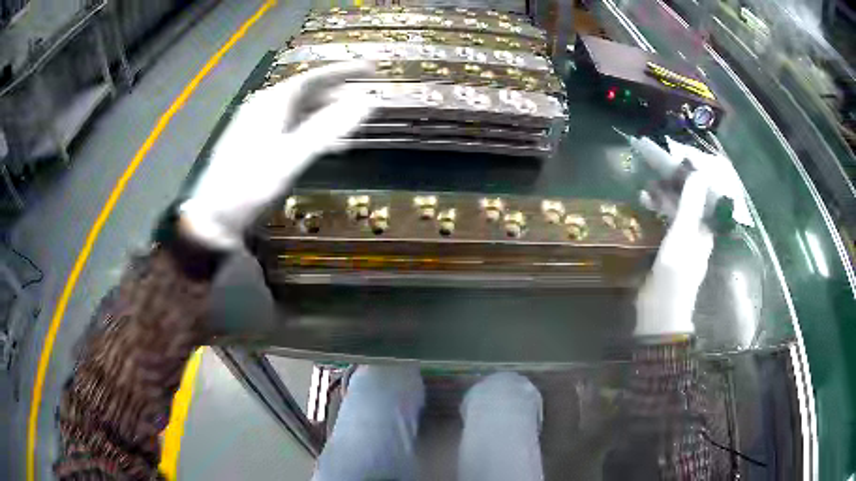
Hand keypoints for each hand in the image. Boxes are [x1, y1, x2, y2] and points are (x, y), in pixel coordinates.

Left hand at [179, 62, 374, 248]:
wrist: (215, 217)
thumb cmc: (251, 184)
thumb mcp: (291, 156)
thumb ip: (328, 128)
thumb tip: (366, 102)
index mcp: (271, 102)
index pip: (313, 78)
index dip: (342, 72)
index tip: (369, 69)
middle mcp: (265, 108)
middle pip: (307, 93)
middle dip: (338, 94)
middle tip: (365, 98)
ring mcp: (259, 126)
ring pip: (300, 112)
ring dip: (327, 115)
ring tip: (351, 124)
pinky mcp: (258, 145)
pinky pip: (292, 128)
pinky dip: (312, 132)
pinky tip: (324, 145)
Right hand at [635, 172, 713, 336]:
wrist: (660, 312)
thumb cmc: (675, 273)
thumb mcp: (683, 235)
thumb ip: (690, 204)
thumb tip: (698, 172)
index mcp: (704, 230)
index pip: (699, 197)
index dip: (687, 180)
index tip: (671, 164)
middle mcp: (695, 236)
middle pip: (685, 205)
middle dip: (670, 189)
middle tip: (651, 177)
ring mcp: (680, 246)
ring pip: (673, 215)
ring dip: (660, 202)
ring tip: (643, 194)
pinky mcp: (665, 255)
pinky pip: (662, 228)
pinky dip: (654, 217)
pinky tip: (641, 212)